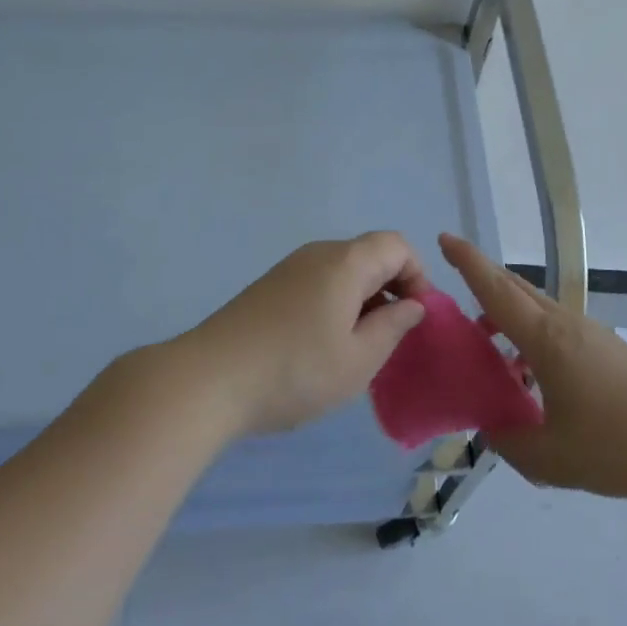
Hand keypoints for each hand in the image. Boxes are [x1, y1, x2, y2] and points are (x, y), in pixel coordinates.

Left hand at [180, 233, 429, 436]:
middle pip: (370, 255)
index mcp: (346, 262)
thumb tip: (412, 305)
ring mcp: (290, 268)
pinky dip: (335, 304)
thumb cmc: (295, 370)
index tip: (415, 318)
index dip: (417, 275)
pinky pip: (318, 283)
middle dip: (391, 289)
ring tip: (357, 348)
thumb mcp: (358, 360)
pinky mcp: (270, 287)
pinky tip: (322, 346)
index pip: (397, 245)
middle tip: (390, 338)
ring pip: (343, 271)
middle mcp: (318, 253)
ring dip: (362, 300)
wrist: (209, 379)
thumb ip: (393, 327)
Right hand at [441, 232, 626, 499]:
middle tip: (455, 289)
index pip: (496, 291)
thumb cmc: (619, 444)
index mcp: (545, 340)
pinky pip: (556, 328)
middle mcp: (565, 324)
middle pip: (516, 290)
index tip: (445, 237)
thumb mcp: (553, 459)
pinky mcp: (608, 349)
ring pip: (537, 309)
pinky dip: (531, 336)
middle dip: (483, 281)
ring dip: (508, 315)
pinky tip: (533, 376)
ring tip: (490, 345)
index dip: (468, 263)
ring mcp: (590, 334)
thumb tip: (492, 430)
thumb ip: (511, 444)